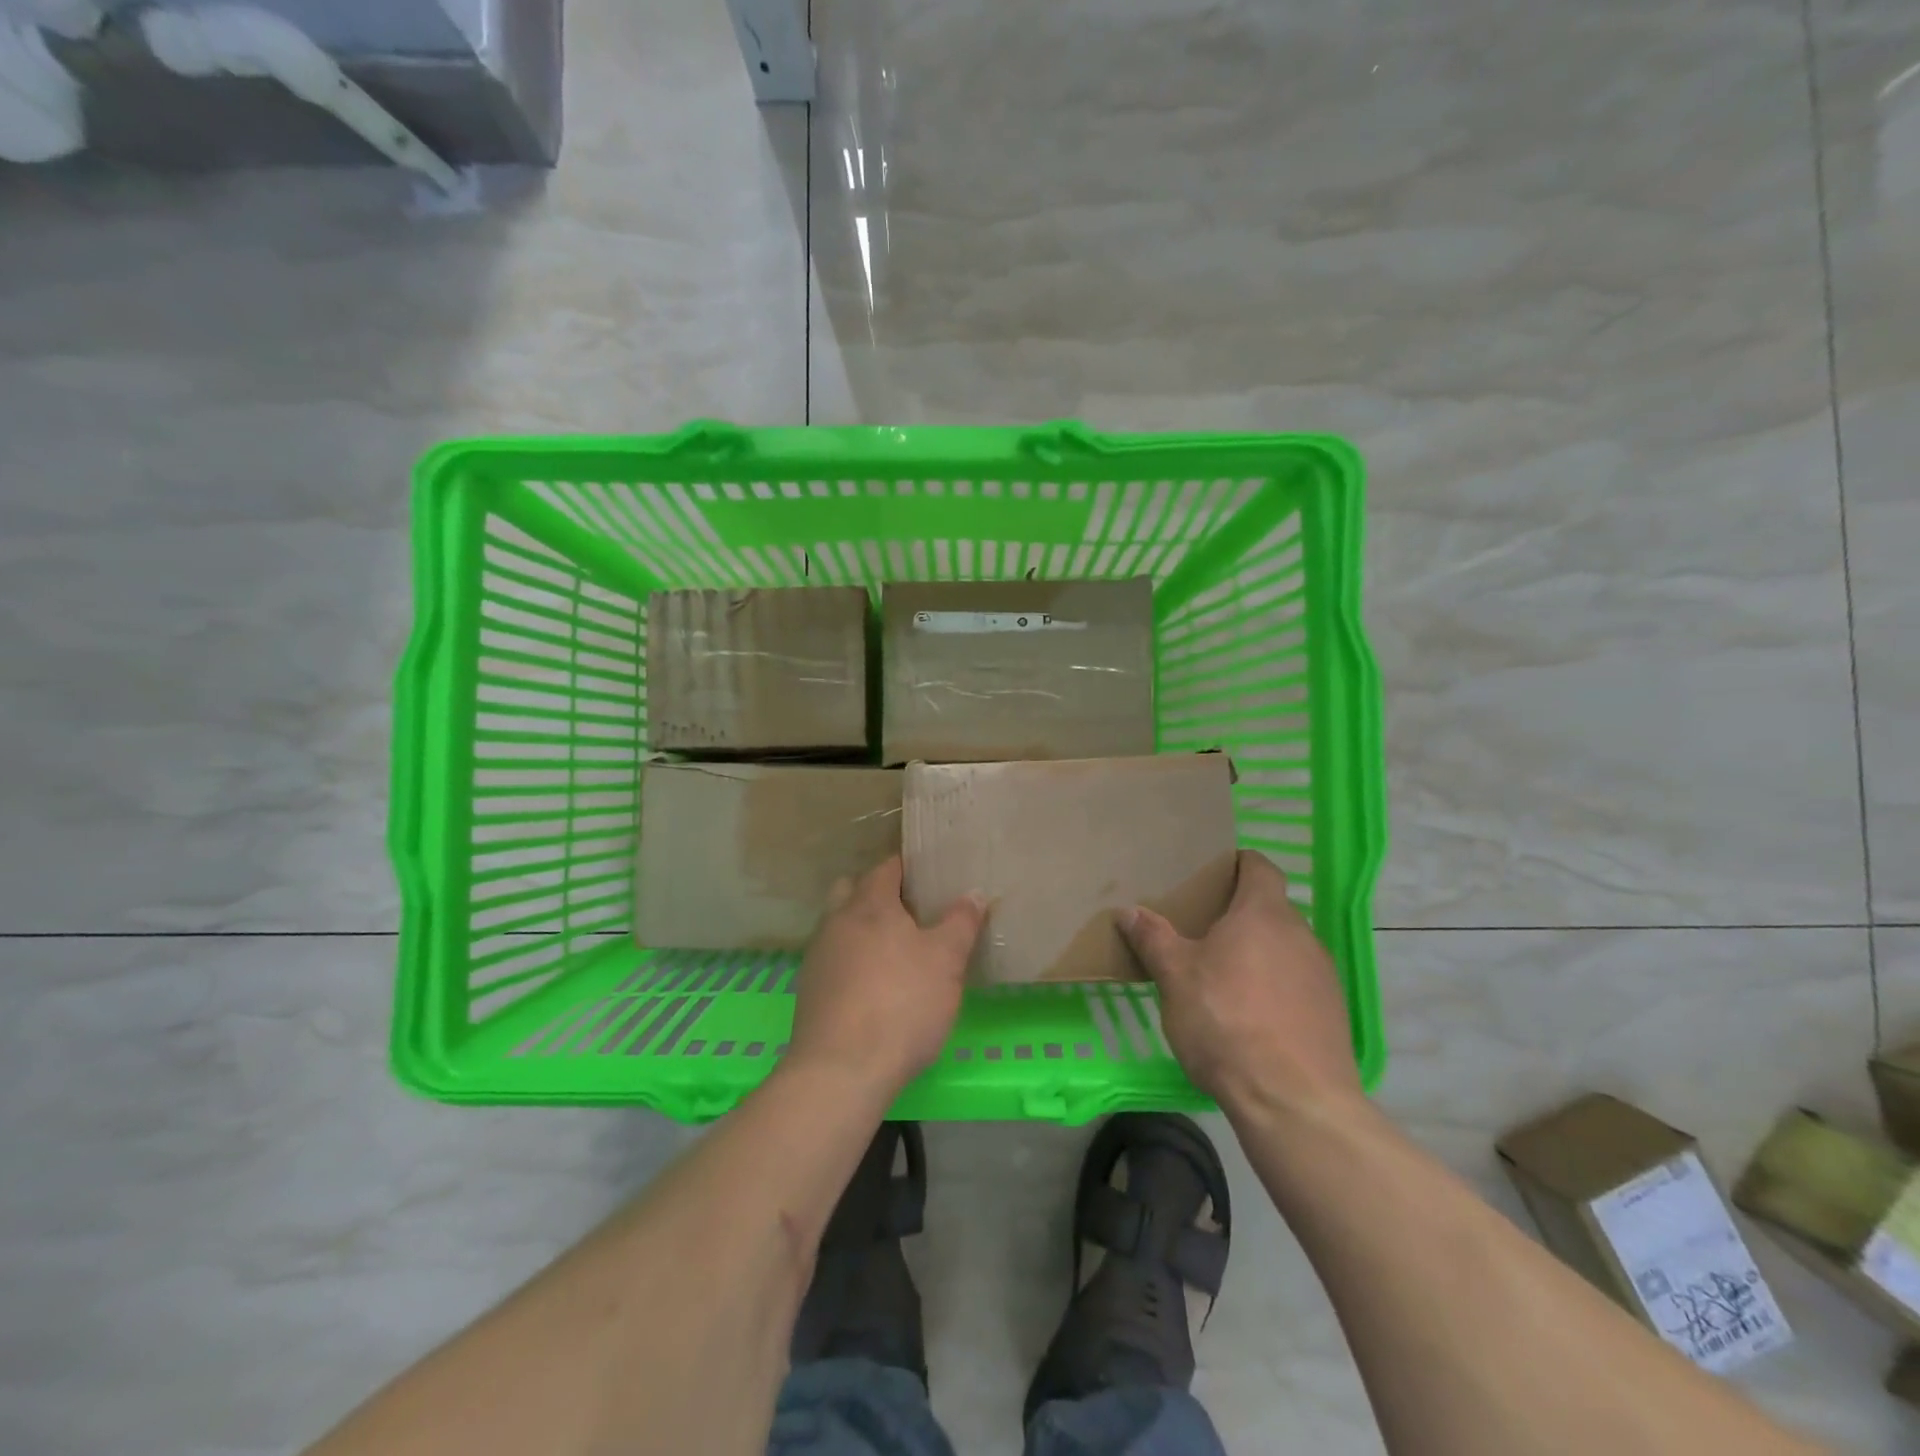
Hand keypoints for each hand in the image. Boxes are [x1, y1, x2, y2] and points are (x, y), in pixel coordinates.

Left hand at [788, 856, 985, 1096]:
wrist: (842, 1070)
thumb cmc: (902, 1003)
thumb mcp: (946, 961)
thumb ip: (961, 922)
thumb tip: (973, 893)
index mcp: (869, 904)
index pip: (886, 867)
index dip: (908, 867)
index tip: (930, 875)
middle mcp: (836, 920)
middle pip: (853, 890)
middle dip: (878, 893)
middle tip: (911, 913)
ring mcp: (818, 956)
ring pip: (839, 925)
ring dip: (862, 929)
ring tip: (895, 952)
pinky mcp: (809, 990)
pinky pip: (833, 959)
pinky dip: (851, 961)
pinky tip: (873, 987)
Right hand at [1121, 849, 1360, 1111]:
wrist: (1295, 1102)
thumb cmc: (1227, 1022)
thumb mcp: (1175, 977)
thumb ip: (1153, 939)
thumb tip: (1128, 911)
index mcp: (1263, 914)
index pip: (1259, 867)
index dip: (1237, 863)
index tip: (1212, 872)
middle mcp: (1301, 935)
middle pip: (1270, 909)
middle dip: (1239, 914)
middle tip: (1201, 929)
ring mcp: (1322, 975)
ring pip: (1284, 948)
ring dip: (1257, 953)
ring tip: (1222, 976)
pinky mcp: (1332, 1014)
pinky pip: (1297, 983)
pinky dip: (1274, 987)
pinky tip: (1250, 1016)